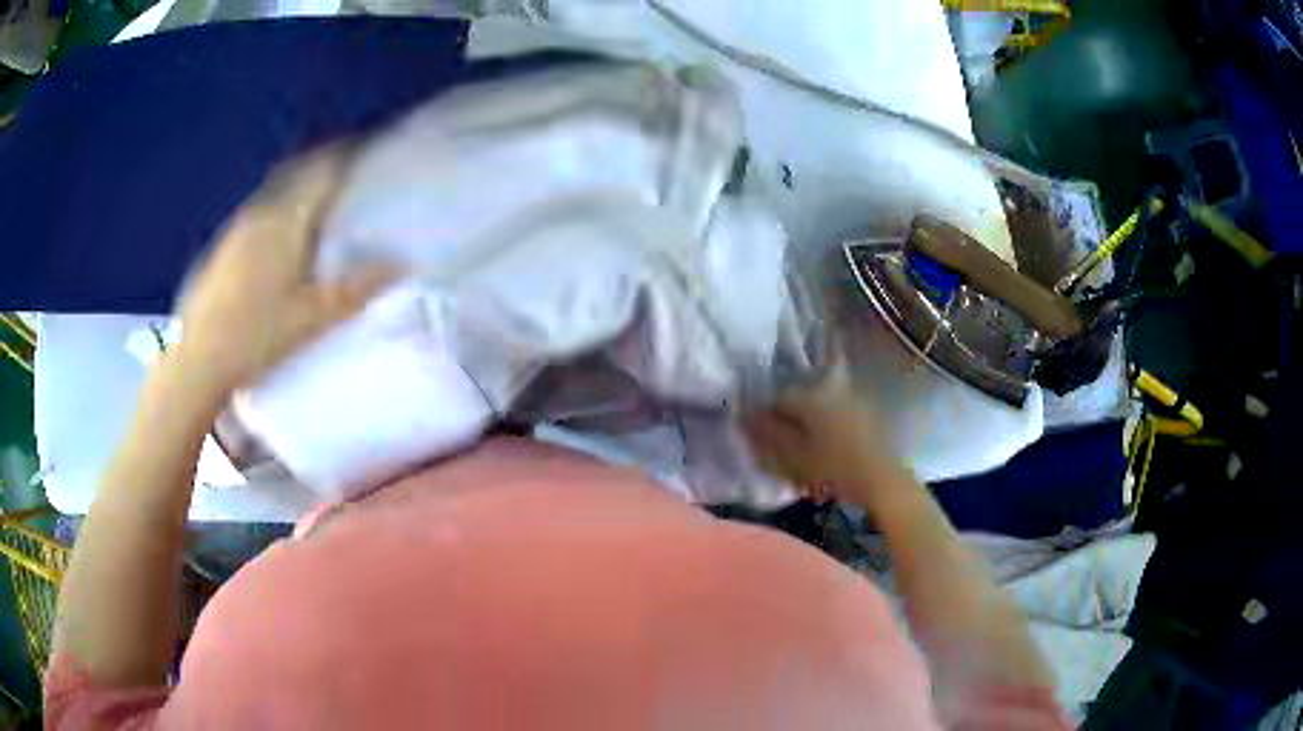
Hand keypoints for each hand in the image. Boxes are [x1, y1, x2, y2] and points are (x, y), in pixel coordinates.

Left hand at [174, 147, 394, 397]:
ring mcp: (239, 225)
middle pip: (298, 169)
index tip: (372, 146)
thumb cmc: (255, 337)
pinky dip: (283, 197)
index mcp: (285, 221)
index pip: (322, 170)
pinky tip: (286, 222)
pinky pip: (262, 203)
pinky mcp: (226, 242)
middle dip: (326, 158)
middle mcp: (261, 211)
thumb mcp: (311, 319)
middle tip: (352, 161)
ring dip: (302, 177)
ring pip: (277, 185)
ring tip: (324, 187)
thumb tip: (400, 265)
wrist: (197, 359)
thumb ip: (355, 290)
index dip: (348, 153)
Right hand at [743, 360, 900, 508]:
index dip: (765, 419)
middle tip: (785, 448)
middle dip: (789, 420)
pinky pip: (837, 414)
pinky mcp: (867, 412)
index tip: (764, 441)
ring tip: (807, 451)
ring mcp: (851, 397)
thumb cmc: (834, 468)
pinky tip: (830, 449)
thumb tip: (744, 416)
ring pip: (819, 406)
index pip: (776, 398)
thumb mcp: (793, 455)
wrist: (883, 479)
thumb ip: (767, 433)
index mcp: (809, 395)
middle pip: (798, 400)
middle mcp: (830, 387)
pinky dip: (828, 427)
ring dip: (809, 424)